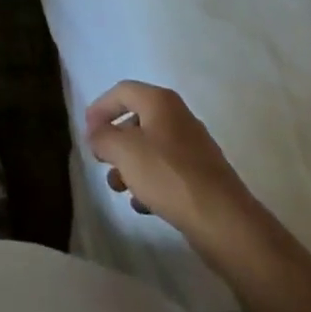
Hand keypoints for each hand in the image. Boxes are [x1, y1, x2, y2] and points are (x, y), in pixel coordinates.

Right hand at [85, 81, 254, 248]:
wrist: (223, 221)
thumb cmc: (168, 175)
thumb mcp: (124, 152)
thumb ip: (103, 137)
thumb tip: (95, 133)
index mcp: (160, 101)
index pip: (122, 91)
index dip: (100, 107)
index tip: (86, 130)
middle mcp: (178, 117)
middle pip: (137, 119)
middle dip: (115, 140)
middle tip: (101, 160)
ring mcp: (193, 147)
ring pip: (151, 148)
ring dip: (130, 165)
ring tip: (118, 187)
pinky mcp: (202, 176)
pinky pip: (167, 171)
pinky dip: (150, 181)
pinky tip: (142, 204)